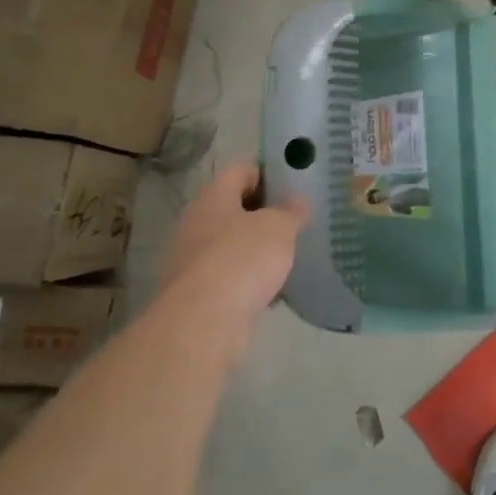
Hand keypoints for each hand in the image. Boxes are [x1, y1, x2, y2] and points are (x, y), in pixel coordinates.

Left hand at [163, 163, 306, 335]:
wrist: (203, 324)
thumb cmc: (242, 259)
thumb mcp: (279, 227)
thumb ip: (292, 210)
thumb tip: (298, 200)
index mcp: (213, 197)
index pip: (241, 170)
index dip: (269, 171)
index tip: (296, 180)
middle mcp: (198, 224)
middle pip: (236, 207)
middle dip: (267, 212)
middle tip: (300, 216)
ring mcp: (196, 261)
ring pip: (235, 244)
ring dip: (260, 248)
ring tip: (294, 251)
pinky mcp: (201, 294)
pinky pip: (233, 277)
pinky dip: (253, 279)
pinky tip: (278, 287)